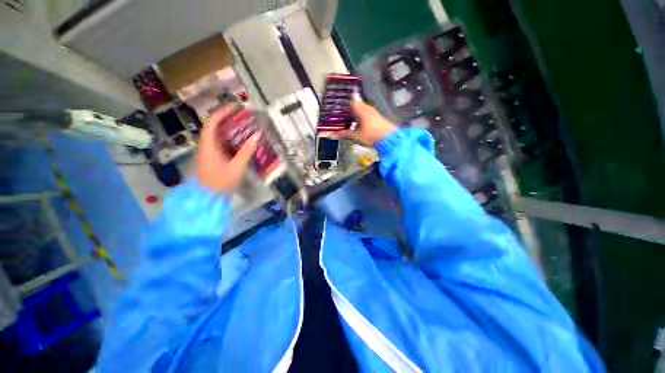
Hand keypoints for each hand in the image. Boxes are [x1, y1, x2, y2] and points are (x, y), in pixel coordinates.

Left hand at [196, 105, 256, 193]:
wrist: (208, 199)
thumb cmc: (221, 183)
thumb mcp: (236, 167)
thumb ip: (245, 152)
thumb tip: (255, 137)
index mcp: (208, 146)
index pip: (212, 123)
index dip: (223, 113)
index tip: (236, 107)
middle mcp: (206, 146)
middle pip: (213, 126)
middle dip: (226, 117)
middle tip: (242, 114)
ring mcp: (209, 152)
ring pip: (217, 135)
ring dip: (228, 127)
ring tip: (243, 124)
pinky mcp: (213, 158)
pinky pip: (220, 143)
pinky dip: (230, 138)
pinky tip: (240, 139)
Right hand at [335, 100, 397, 146]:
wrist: (389, 138)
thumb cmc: (371, 135)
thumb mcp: (355, 136)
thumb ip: (343, 134)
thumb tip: (331, 136)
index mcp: (360, 108)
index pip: (349, 100)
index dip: (342, 101)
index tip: (335, 103)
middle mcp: (365, 107)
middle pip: (353, 106)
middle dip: (345, 110)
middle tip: (335, 115)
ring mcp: (371, 112)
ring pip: (358, 111)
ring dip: (351, 115)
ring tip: (342, 121)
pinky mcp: (375, 118)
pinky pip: (363, 115)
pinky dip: (357, 119)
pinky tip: (353, 125)